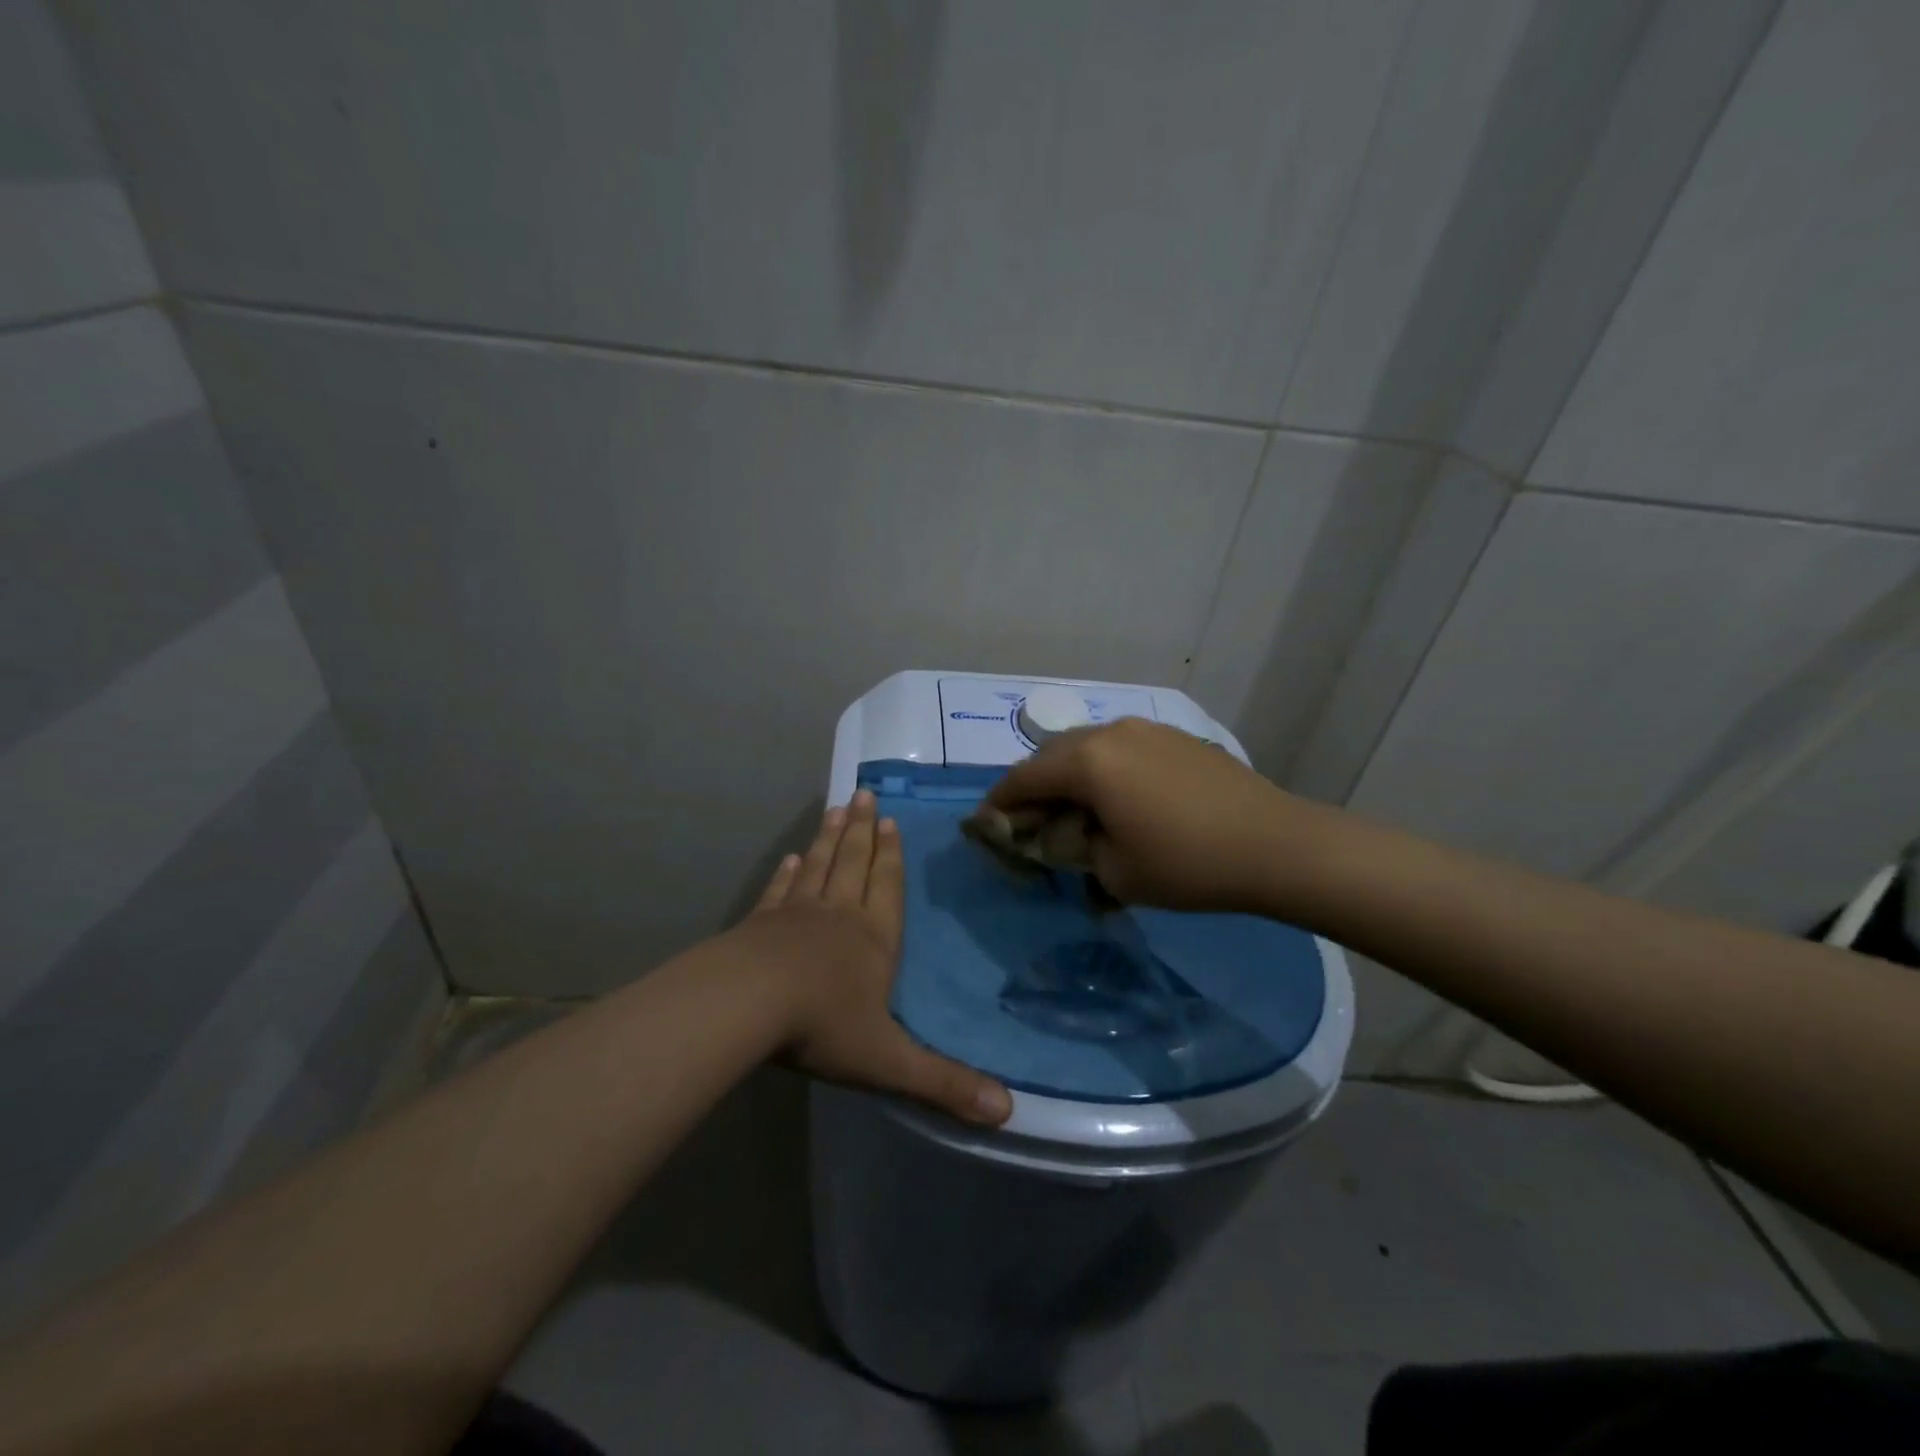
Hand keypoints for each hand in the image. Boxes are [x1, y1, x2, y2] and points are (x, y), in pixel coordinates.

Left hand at [734, 789, 1012, 1125]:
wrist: (745, 1005)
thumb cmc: (822, 1026)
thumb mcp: (888, 1062)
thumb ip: (943, 1084)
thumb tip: (1007, 1113)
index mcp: (873, 940)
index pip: (888, 889)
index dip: (891, 857)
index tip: (890, 820)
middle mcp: (838, 916)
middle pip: (853, 864)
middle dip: (862, 831)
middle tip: (864, 794)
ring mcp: (794, 915)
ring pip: (819, 867)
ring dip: (829, 838)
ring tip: (836, 808)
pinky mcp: (758, 924)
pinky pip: (780, 891)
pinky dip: (788, 873)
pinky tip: (791, 859)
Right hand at [987, 717, 1316, 913]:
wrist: (1276, 844)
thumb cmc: (1187, 864)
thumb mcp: (1114, 871)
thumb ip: (1073, 847)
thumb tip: (1064, 833)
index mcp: (1088, 761)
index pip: (1023, 778)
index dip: (999, 803)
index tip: (985, 826)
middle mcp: (1110, 732)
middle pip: (1052, 755)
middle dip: (1033, 788)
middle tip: (1029, 823)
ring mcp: (1146, 729)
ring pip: (1087, 748)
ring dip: (1069, 777)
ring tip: (1072, 810)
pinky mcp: (1174, 737)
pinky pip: (1120, 749)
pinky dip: (1103, 770)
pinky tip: (1117, 799)